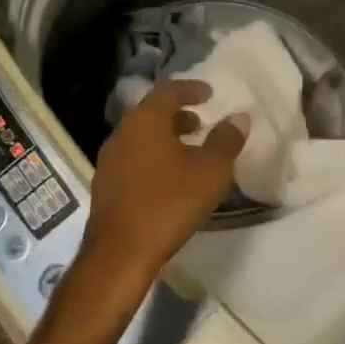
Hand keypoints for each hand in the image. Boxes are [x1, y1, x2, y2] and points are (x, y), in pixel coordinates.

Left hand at [76, 79, 247, 308]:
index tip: (209, 94)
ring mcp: (109, 159)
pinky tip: (168, 177)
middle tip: (201, 121)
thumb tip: (239, 117)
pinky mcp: (105, 184)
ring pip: (141, 135)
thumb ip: (227, 140)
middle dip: (178, 113)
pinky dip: (152, 155)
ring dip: (165, 136)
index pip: (169, 90)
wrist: (119, 254)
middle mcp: (123, 132)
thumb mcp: (210, 171)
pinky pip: (133, 156)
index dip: (191, 89)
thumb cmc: (168, 203)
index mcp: (146, 120)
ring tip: (188, 150)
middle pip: (152, 112)